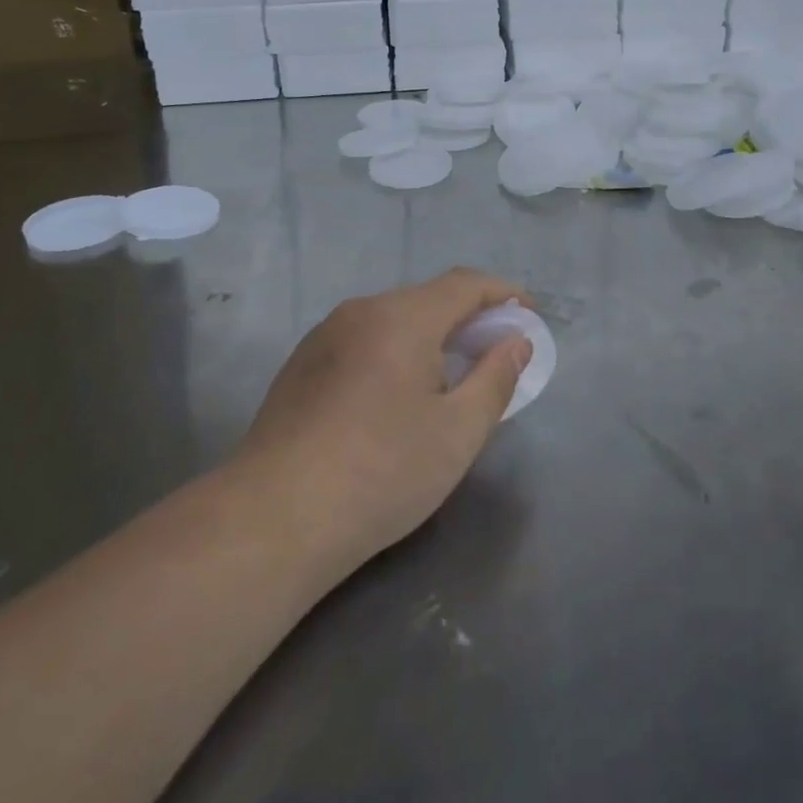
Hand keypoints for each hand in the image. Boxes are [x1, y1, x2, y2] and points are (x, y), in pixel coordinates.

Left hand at [237, 269, 531, 575]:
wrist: (275, 517)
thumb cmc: (382, 472)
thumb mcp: (458, 432)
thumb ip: (495, 378)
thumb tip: (515, 342)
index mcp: (402, 317)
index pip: (464, 284)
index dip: (502, 293)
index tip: (527, 316)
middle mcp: (360, 311)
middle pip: (426, 298)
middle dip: (467, 317)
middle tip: (493, 353)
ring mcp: (323, 336)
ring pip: (391, 319)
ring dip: (429, 335)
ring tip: (449, 376)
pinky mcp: (301, 365)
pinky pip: (362, 340)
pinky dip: (394, 350)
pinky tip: (395, 396)